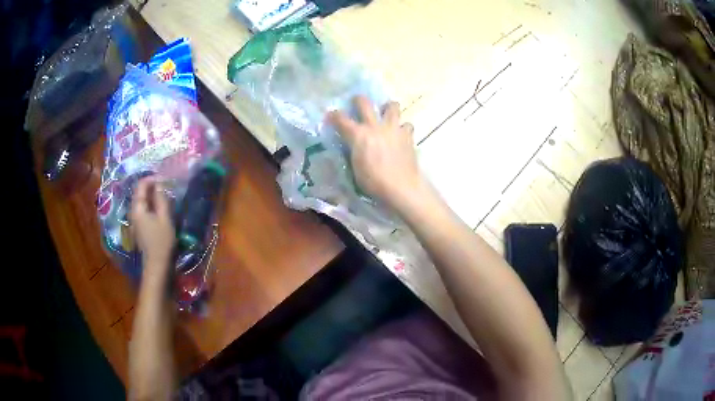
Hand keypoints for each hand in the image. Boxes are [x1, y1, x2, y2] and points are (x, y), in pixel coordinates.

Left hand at [130, 177, 175, 267]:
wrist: (157, 265)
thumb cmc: (162, 241)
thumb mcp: (165, 218)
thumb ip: (161, 199)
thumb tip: (160, 183)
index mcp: (138, 208)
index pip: (141, 185)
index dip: (152, 178)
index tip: (165, 178)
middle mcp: (133, 212)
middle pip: (139, 192)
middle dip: (151, 186)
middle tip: (165, 185)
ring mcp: (134, 220)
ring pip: (141, 201)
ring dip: (151, 195)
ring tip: (164, 195)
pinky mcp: (139, 227)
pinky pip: (143, 209)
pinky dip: (150, 204)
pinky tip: (159, 208)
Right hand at [328, 96, 425, 210]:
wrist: (401, 187)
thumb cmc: (374, 182)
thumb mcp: (355, 168)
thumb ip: (354, 152)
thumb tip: (353, 146)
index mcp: (358, 135)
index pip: (340, 118)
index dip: (333, 115)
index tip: (331, 115)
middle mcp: (375, 126)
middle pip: (364, 103)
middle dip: (358, 100)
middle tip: (357, 103)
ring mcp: (393, 128)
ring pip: (392, 105)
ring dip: (388, 107)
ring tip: (386, 114)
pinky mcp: (408, 135)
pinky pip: (406, 124)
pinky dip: (403, 128)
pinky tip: (401, 134)